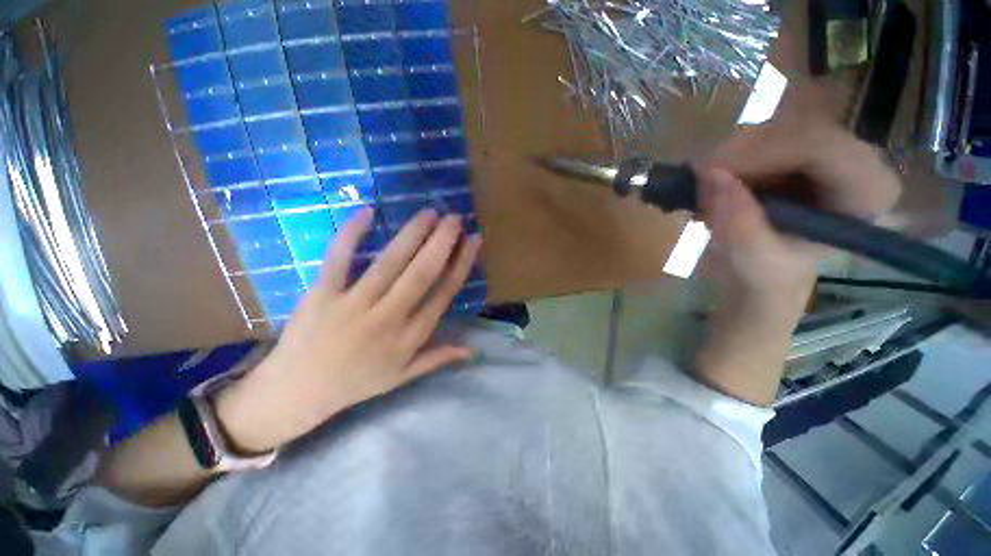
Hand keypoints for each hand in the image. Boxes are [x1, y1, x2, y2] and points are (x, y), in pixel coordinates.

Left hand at [217, 208, 481, 452]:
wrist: (297, 393)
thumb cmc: (355, 383)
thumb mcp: (402, 377)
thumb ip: (438, 359)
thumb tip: (472, 351)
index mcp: (409, 337)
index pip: (444, 293)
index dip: (461, 264)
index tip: (473, 241)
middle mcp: (388, 319)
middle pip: (422, 273)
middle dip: (442, 242)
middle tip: (455, 218)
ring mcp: (353, 305)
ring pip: (389, 263)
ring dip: (412, 234)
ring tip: (430, 213)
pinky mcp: (321, 295)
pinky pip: (338, 259)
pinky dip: (351, 234)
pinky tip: (368, 212)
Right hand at [698, 121, 902, 302]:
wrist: (767, 270)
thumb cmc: (770, 273)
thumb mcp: (752, 259)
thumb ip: (737, 222)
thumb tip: (709, 175)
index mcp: (866, 192)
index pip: (820, 145)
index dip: (761, 151)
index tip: (709, 172)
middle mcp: (857, 160)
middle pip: (796, 129)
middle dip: (741, 154)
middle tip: (700, 183)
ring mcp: (828, 150)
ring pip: (774, 127)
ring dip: (731, 157)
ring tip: (708, 193)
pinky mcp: (801, 148)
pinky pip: (762, 136)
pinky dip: (731, 157)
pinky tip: (718, 184)